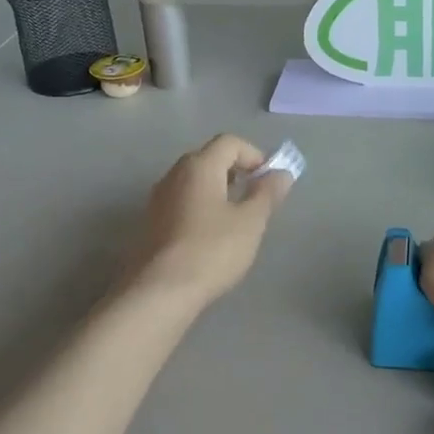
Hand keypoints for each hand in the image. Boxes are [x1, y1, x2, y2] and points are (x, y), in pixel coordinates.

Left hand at [126, 135, 292, 310]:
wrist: (160, 291)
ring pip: (194, 181)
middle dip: (237, 172)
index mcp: (199, 166)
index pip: (230, 142)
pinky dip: (202, 207)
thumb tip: (282, 173)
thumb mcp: (250, 222)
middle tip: (256, 199)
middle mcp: (174, 174)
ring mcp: (159, 198)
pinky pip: (183, 201)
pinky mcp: (152, 222)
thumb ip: (267, 193)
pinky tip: (212, 236)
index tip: (269, 181)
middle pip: (209, 158)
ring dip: (219, 191)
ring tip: (237, 220)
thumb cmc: (212, 250)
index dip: (255, 155)